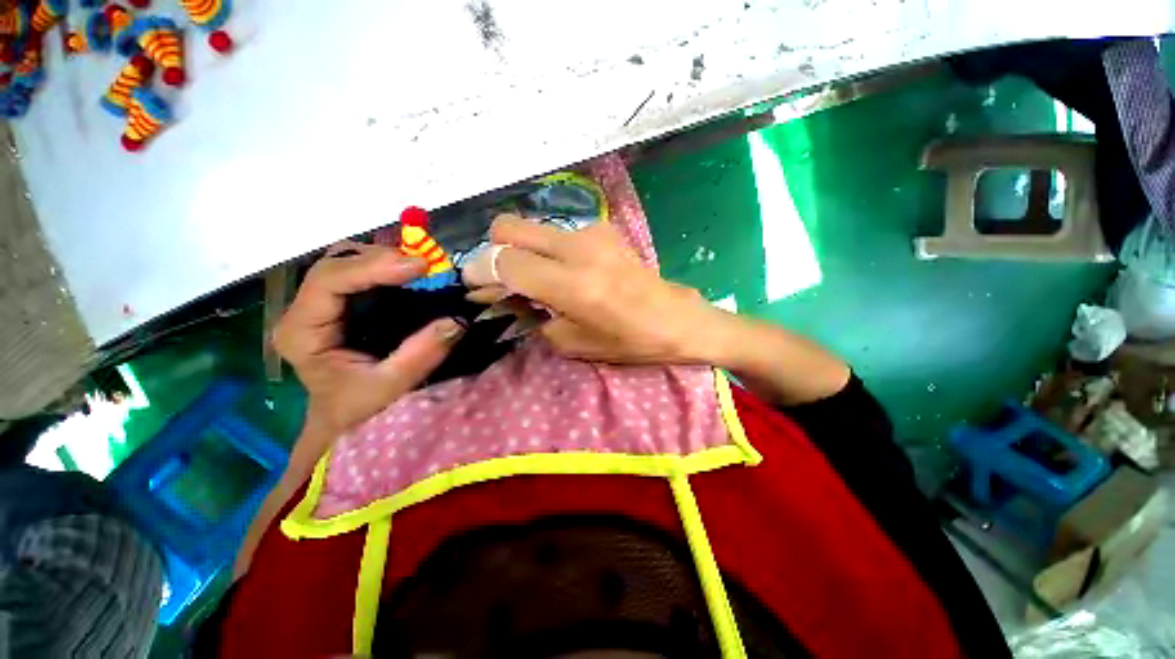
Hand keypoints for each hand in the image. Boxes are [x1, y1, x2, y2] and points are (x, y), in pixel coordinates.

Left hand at [273, 243, 465, 440]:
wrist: (343, 420)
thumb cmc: (357, 409)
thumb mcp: (389, 387)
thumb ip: (420, 354)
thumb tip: (457, 320)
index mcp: (303, 332)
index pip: (328, 281)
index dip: (373, 266)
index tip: (419, 266)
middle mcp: (306, 310)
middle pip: (336, 262)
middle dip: (382, 258)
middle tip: (426, 267)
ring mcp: (322, 305)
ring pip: (348, 261)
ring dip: (386, 259)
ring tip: (423, 269)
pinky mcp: (342, 306)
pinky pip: (362, 273)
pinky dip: (389, 268)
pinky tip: (412, 275)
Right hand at [467, 216, 718, 364]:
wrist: (675, 318)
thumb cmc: (628, 341)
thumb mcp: (572, 343)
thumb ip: (531, 315)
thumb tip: (503, 296)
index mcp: (571, 285)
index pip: (504, 261)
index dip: (481, 271)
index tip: (475, 285)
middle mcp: (577, 249)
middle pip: (508, 226)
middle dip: (494, 250)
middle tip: (502, 278)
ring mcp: (591, 232)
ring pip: (532, 227)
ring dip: (523, 250)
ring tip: (537, 278)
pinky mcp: (603, 228)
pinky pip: (558, 232)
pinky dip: (548, 249)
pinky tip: (565, 270)